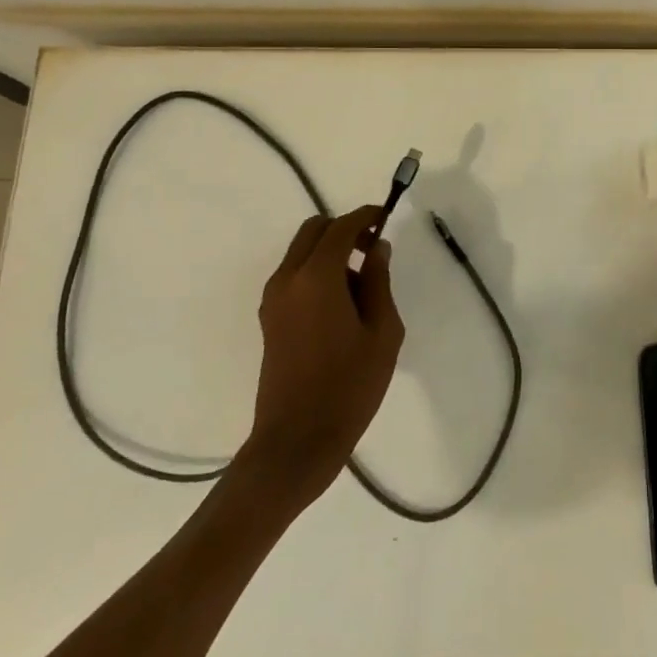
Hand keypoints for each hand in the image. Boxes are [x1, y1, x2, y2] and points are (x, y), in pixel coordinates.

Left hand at [247, 205, 405, 502]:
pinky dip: (317, 270)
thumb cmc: (349, 385)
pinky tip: (343, 302)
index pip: (341, 227)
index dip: (366, 216)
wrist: (297, 439)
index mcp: (316, 277)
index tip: (387, 217)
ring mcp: (273, 299)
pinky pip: (294, 275)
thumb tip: (377, 248)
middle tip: (375, 248)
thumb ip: (379, 281)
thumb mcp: (382, 332)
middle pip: (313, 230)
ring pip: (302, 251)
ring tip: (363, 283)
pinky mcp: (269, 318)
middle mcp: (287, 278)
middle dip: (345, 229)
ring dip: (330, 251)